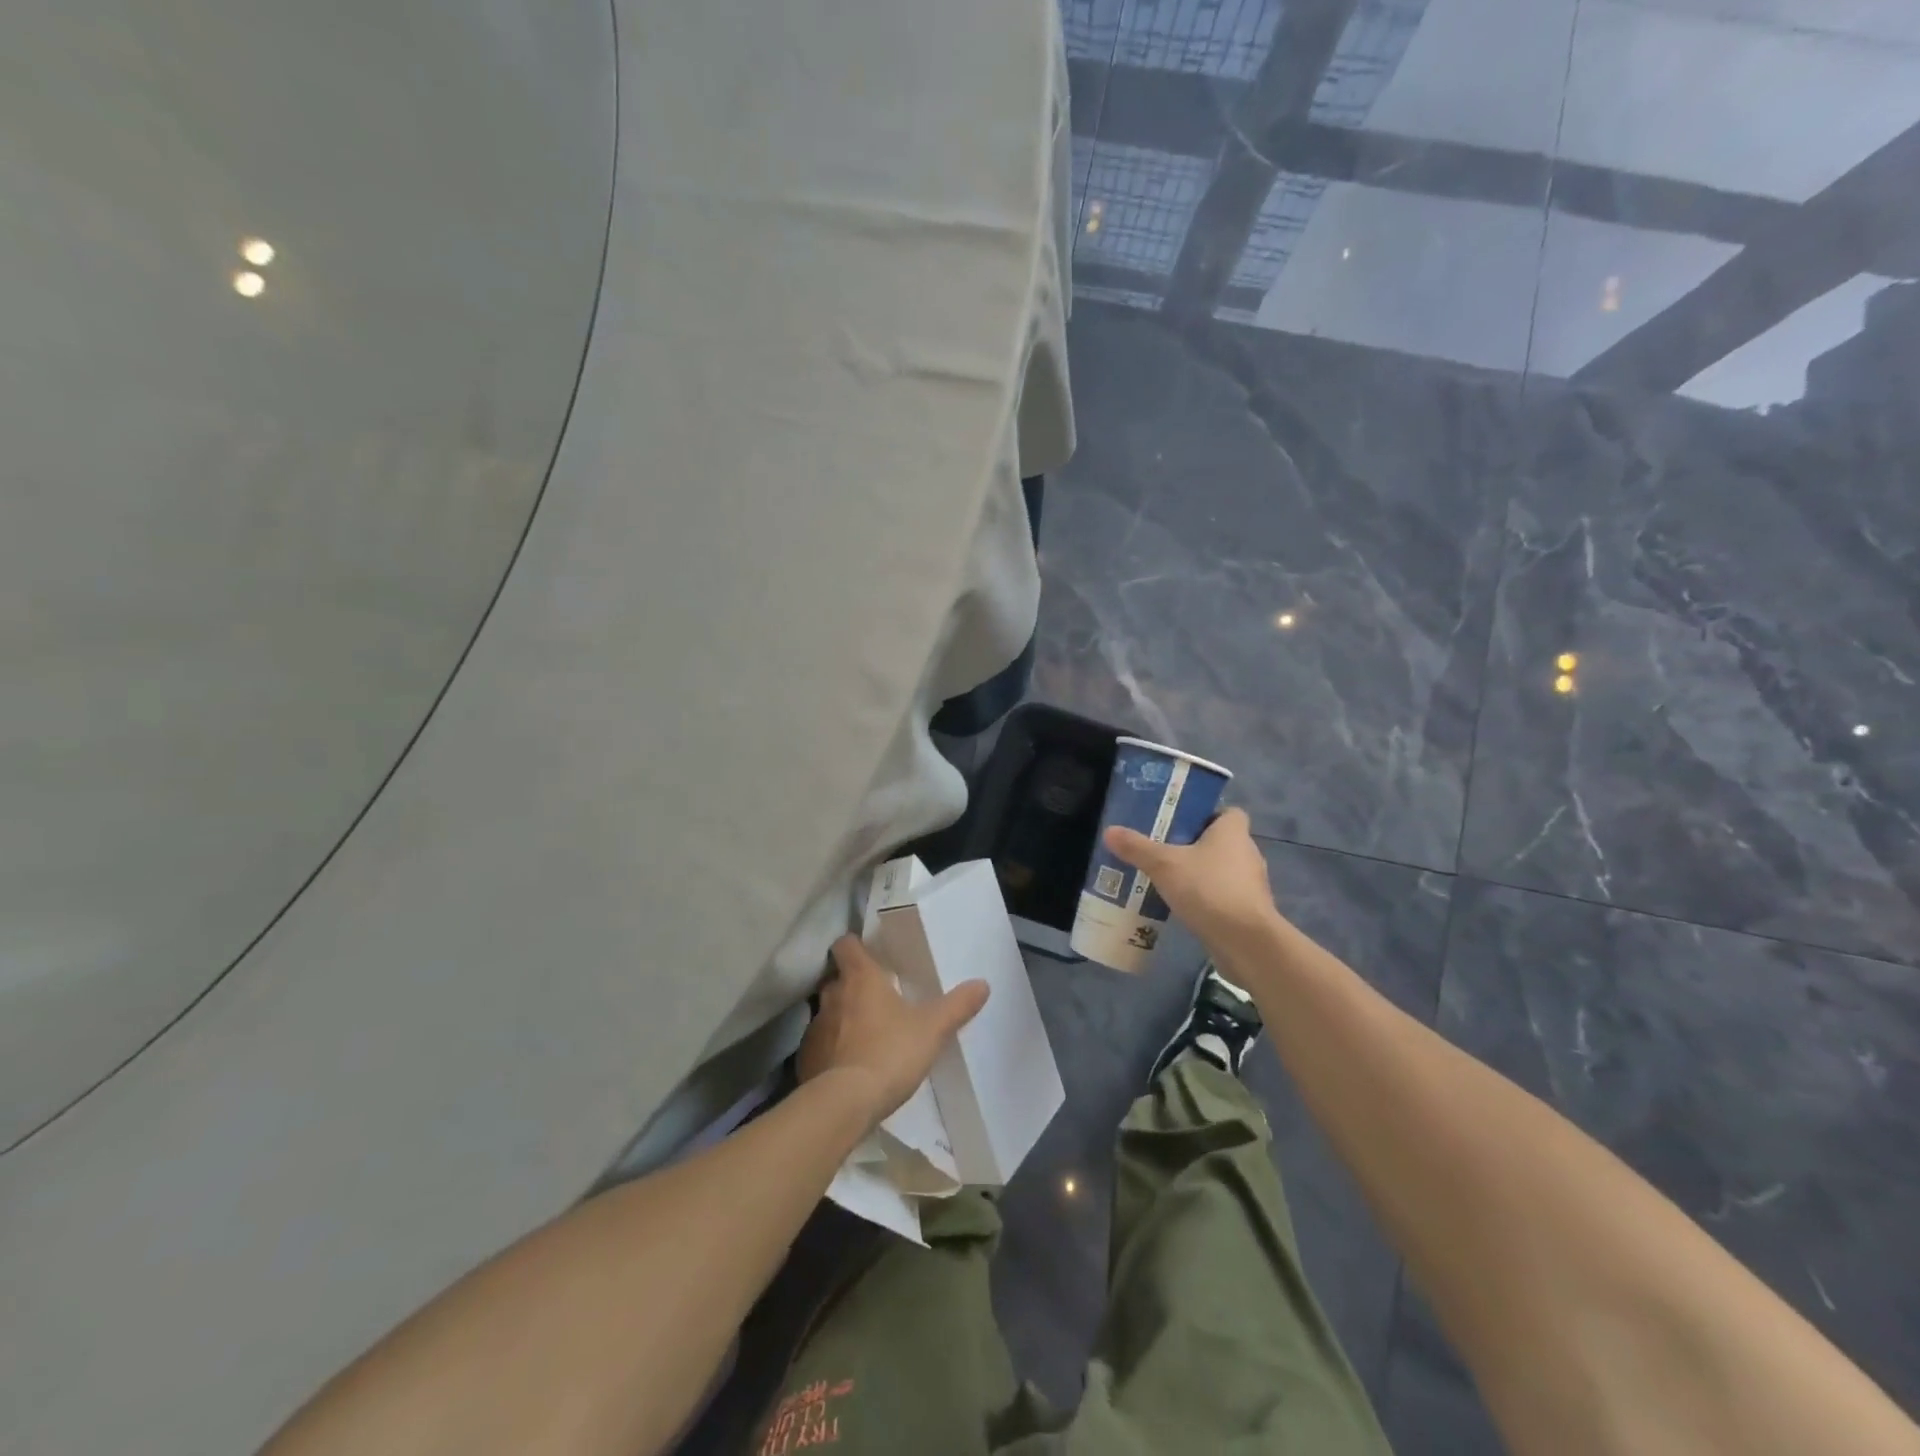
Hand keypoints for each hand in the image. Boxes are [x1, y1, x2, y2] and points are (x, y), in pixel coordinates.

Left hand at [798, 935, 989, 1128]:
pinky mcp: (805, 1058)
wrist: (845, 1103)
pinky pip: (819, 1045)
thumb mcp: (932, 1029)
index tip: (868, 954)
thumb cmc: (890, 1052)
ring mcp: (815, 1027)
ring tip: (864, 1034)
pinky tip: (848, 1065)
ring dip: (841, 1018)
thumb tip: (982, 983)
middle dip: (851, 985)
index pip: (846, 945)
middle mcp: (832, 995)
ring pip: (827, 1012)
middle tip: (875, 998)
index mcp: (861, 978)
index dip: (855, 946)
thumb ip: (957, 1006)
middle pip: (837, 979)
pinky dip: (831, 1049)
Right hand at [1104, 807, 1279, 948]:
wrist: (1245, 942)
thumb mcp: (1164, 865)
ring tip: (1167, 879)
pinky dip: (1206, 898)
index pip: (1229, 812)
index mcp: (1233, 832)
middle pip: (1221, 841)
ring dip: (1200, 874)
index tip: (1181, 822)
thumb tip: (1109, 831)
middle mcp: (1247, 853)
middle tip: (1163, 850)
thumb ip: (1137, 847)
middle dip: (1195, 845)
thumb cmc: (1208, 889)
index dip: (1207, 814)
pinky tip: (1182, 905)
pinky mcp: (1248, 911)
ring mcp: (1250, 884)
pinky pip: (1223, 895)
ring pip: (1222, 870)